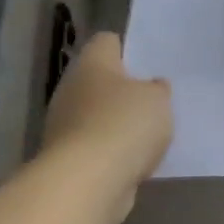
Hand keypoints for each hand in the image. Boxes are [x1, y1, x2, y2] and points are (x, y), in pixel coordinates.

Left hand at [40, 31, 171, 214]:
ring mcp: (65, 124)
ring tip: (152, 133)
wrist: (89, 181)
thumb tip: (152, 86)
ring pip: (98, 114)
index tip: (152, 63)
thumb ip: (158, 89)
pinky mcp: (69, 156)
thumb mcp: (158, 100)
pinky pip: (98, 144)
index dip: (130, 48)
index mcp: (92, 64)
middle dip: (126, 89)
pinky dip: (115, 149)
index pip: (108, 41)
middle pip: (101, 80)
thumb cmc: (125, 125)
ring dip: (119, 122)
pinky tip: (137, 158)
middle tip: (157, 100)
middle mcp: (71, 88)